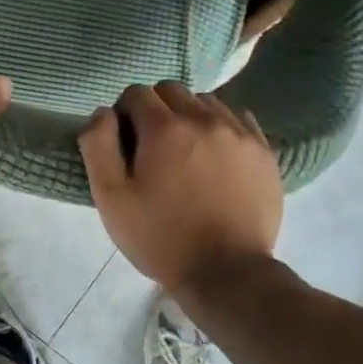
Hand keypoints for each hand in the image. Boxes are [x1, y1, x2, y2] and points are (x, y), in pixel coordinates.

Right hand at [78, 83, 282, 294]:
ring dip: (189, 115)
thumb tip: (103, 113)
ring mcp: (239, 133)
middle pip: (171, 90)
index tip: (125, 143)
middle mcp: (204, 119)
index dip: (124, 113)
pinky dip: (221, 127)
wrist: (227, 273)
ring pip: (206, 101)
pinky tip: (215, 155)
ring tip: (186, 151)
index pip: (136, 93)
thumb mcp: (111, 198)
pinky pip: (238, 119)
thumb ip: (98, 146)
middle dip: (155, 108)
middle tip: (152, 147)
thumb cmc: (160, 237)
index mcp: (164, 128)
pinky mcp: (264, 151)